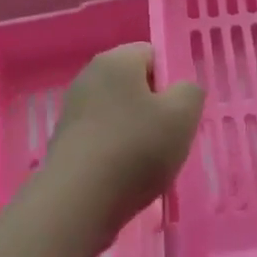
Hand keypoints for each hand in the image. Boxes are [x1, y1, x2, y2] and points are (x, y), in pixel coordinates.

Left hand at [43, 44, 203, 245]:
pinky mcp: (65, 141)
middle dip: (156, 109)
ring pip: (120, 113)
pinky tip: (126, 177)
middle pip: (135, 85)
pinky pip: (103, 137)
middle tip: (170, 138)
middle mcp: (89, 77)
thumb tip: (181, 90)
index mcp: (116, 60)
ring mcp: (73, 110)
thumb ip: (191, 92)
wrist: (77, 202)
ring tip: (149, 163)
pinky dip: (117, 152)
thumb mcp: (182, 115)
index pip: (154, 54)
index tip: (181, 112)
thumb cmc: (135, 149)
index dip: (172, 81)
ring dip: (137, 133)